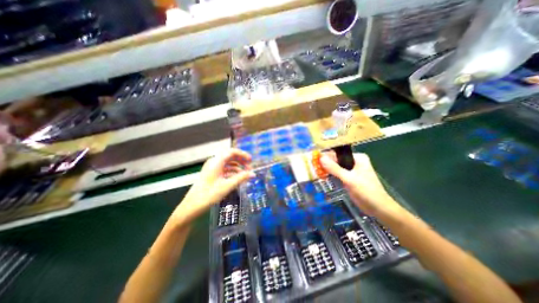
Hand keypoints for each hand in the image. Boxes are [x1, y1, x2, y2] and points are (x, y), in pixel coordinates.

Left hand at [173, 149, 255, 224]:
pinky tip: (237, 178)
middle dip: (241, 161)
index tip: (251, 160)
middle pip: (230, 157)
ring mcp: (212, 168)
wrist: (192, 206)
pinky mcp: (212, 174)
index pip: (232, 152)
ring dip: (237, 167)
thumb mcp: (227, 186)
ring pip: (228, 163)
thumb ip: (241, 178)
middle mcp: (214, 162)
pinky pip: (224, 169)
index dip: (243, 154)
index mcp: (216, 161)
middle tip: (249, 168)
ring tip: (245, 174)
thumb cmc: (209, 194)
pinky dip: (232, 172)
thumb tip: (253, 174)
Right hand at [319, 153, 403, 217]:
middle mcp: (354, 162)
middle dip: (326, 163)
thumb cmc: (366, 191)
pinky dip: (331, 175)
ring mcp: (352, 171)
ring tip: (315, 170)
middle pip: (337, 160)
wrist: (378, 208)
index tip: (314, 158)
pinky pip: (338, 174)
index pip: (338, 154)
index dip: (326, 156)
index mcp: (357, 158)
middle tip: (313, 165)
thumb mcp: (349, 179)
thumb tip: (321, 158)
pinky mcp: (349, 178)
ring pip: (336, 167)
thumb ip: (334, 168)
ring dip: (327, 169)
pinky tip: (322, 176)